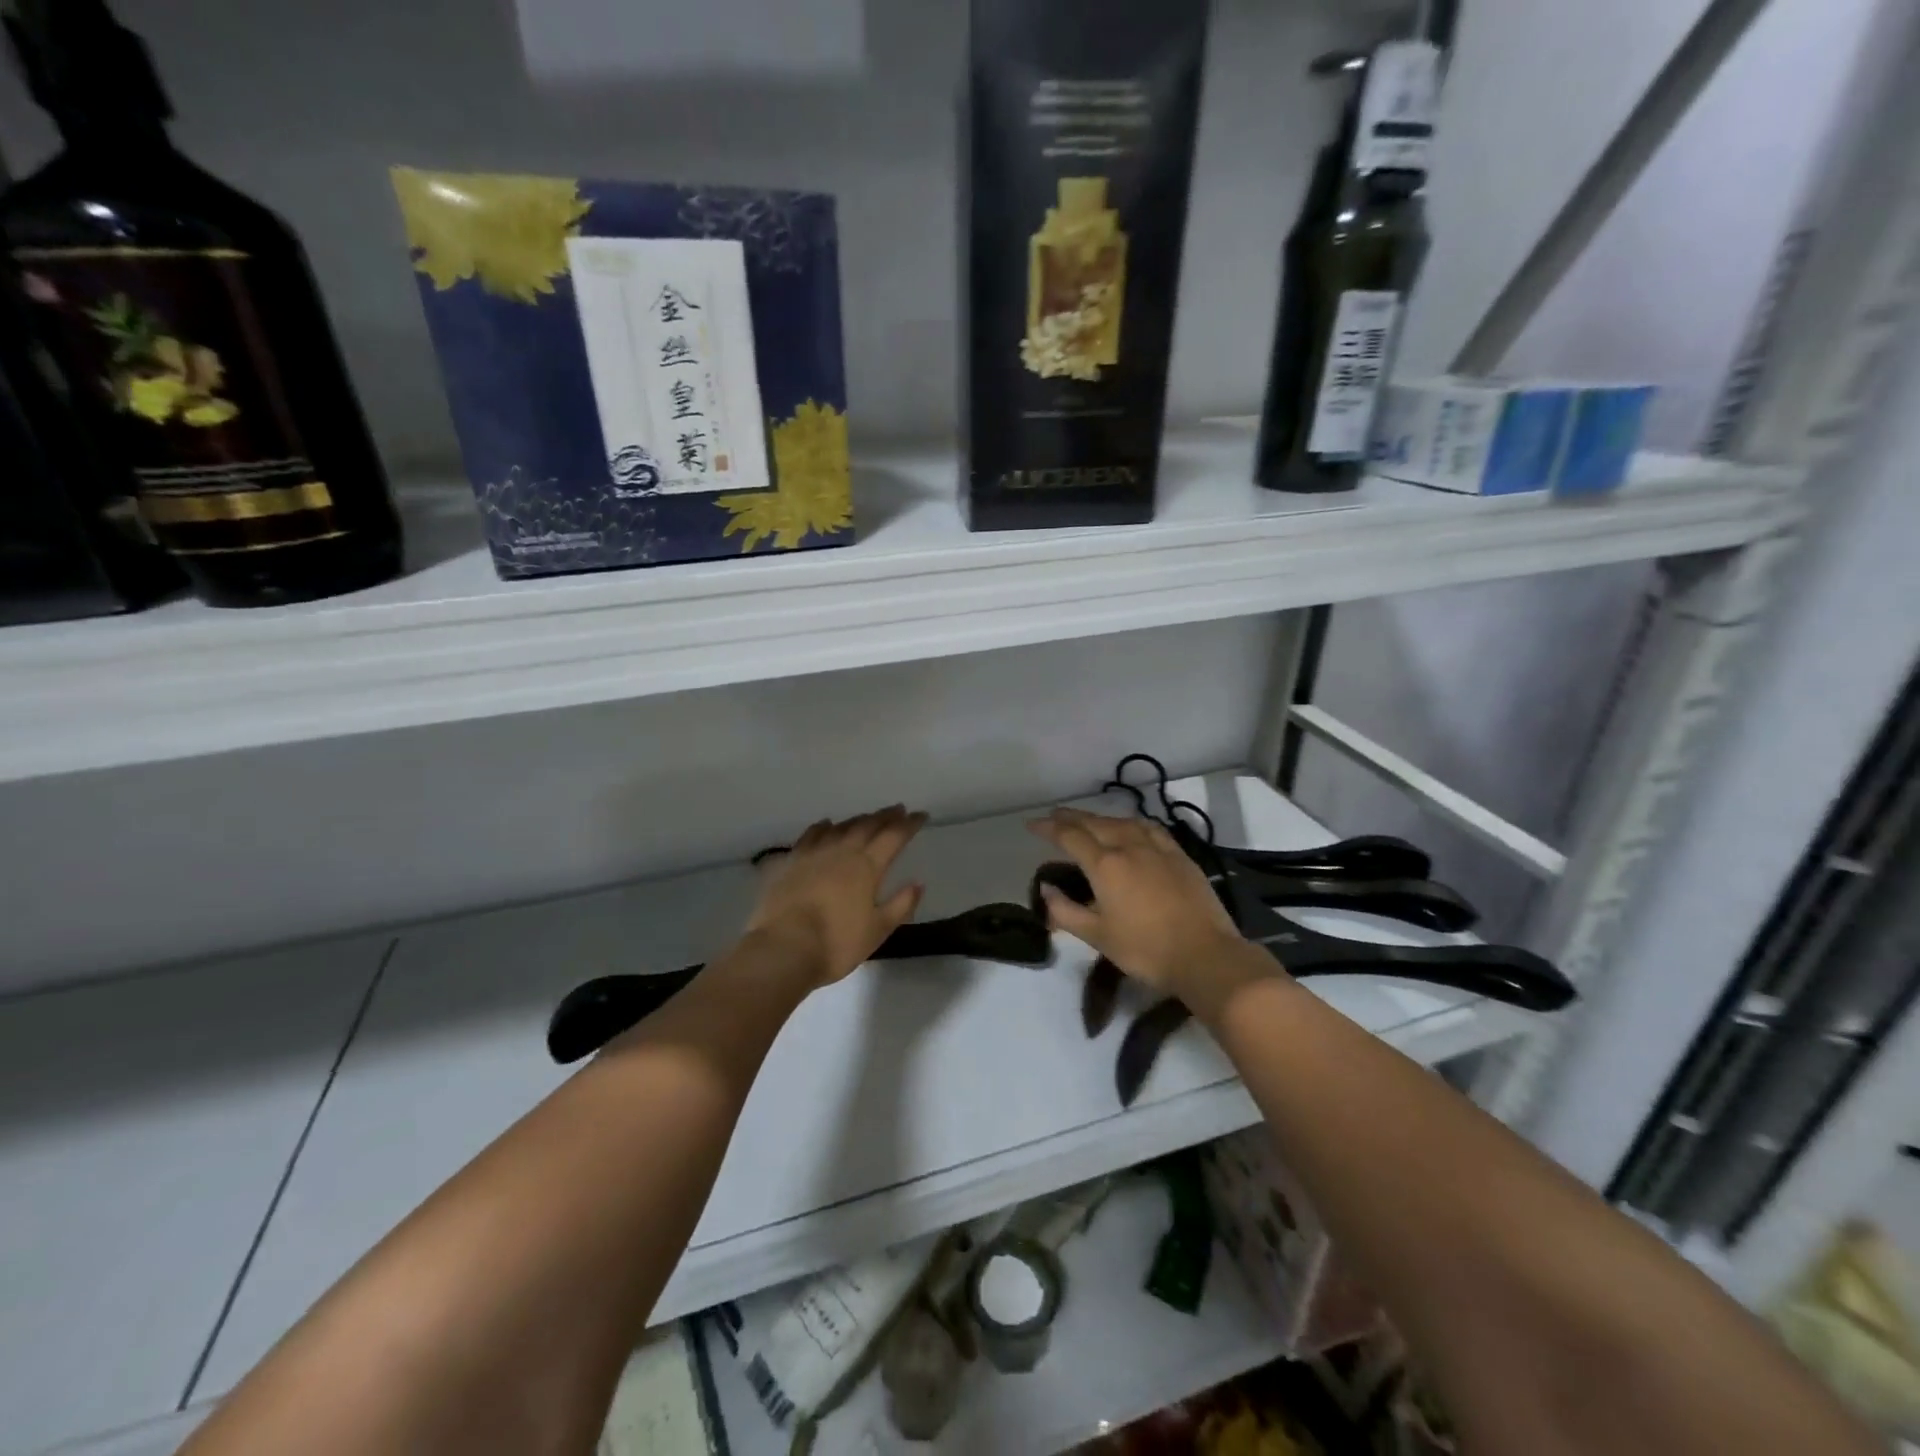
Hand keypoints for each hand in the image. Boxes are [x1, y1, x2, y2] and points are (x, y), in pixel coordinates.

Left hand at [741, 806, 927, 989]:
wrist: (783, 948)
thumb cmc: (836, 943)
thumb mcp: (878, 930)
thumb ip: (900, 905)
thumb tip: (918, 883)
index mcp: (867, 866)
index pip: (894, 837)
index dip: (909, 824)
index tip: (920, 815)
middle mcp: (842, 851)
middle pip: (867, 825)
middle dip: (885, 816)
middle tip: (897, 809)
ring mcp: (814, 854)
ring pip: (840, 827)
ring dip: (857, 819)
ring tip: (867, 817)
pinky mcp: (791, 862)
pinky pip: (811, 835)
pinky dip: (823, 827)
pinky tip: (826, 825)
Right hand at [1027, 807, 1274, 1017]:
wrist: (1205, 955)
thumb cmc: (1145, 950)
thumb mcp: (1097, 936)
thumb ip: (1065, 910)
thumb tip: (1045, 888)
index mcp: (1105, 865)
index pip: (1069, 836)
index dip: (1048, 828)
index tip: (1032, 825)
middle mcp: (1129, 846)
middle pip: (1094, 823)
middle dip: (1071, 817)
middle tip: (1054, 816)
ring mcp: (1157, 848)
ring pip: (1122, 822)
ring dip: (1100, 818)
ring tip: (1088, 821)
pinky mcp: (1179, 855)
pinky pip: (1149, 828)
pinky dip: (1131, 823)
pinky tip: (1131, 828)